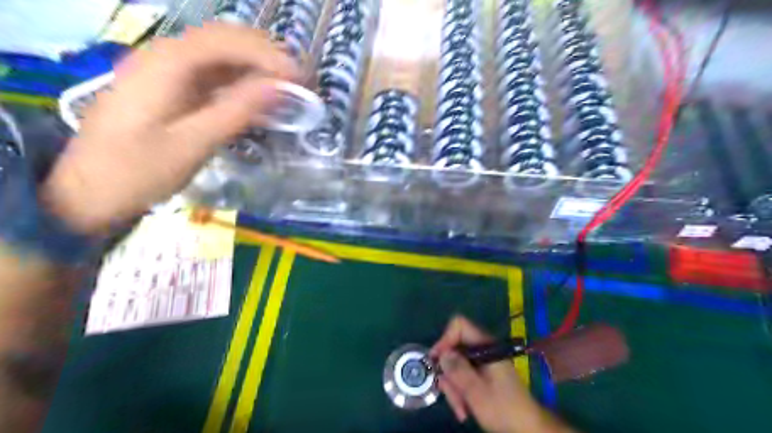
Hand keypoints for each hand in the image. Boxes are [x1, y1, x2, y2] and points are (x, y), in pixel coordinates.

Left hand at [40, 22, 300, 234]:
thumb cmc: (138, 170)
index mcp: (167, 64)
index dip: (269, 56)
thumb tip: (278, 87)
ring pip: (220, 55)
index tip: (301, 78)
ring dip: (255, 66)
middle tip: (299, 79)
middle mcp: (165, 56)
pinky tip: (258, 97)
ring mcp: (165, 71)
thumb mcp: (193, 144)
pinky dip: (240, 82)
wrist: (88, 191)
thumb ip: (236, 111)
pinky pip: (212, 75)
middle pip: (225, 40)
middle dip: (266, 55)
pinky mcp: (170, 88)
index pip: (228, 42)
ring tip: (287, 86)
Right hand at [432, 314, 550, 432]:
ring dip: (454, 388)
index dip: (445, 339)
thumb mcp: (477, 391)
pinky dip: (461, 392)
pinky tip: (464, 409)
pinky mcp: (483, 376)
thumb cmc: (504, 408)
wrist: (528, 429)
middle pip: (454, 349)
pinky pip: (464, 377)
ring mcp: (483, 363)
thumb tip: (441, 354)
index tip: (437, 361)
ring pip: (457, 366)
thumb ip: (458, 370)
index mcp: (485, 346)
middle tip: (449, 394)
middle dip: (449, 373)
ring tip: (461, 410)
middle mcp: (483, 350)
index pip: (459, 325)